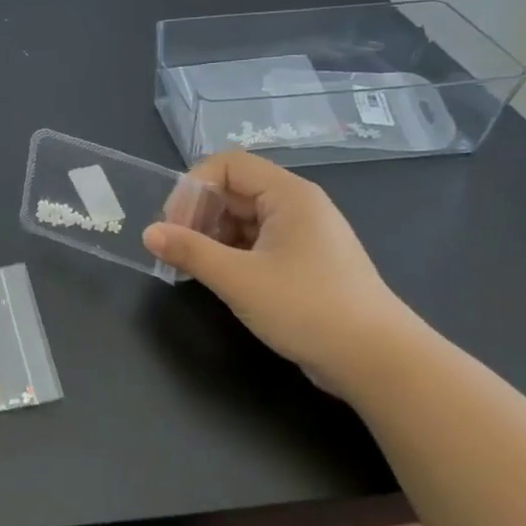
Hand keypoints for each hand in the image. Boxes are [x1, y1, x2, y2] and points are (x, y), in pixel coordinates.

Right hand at [142, 150, 424, 393]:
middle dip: (199, 214)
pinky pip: (258, 243)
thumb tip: (149, 233)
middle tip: (177, 248)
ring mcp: (303, 236)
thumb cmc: (307, 308)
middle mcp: (298, 206)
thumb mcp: (239, 278)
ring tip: (193, 267)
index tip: (174, 225)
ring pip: (243, 218)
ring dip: (212, 236)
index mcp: (288, 195)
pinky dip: (231, 253)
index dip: (194, 187)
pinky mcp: (305, 263)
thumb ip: (190, 252)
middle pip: (234, 190)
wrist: (377, 360)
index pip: (228, 165)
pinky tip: (218, 278)